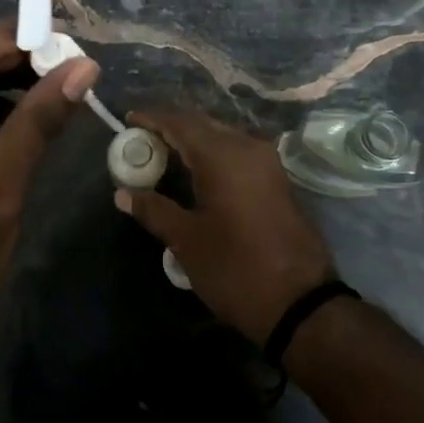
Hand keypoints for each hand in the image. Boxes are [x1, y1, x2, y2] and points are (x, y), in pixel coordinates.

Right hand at [113, 110, 335, 345]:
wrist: (301, 303)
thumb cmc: (235, 268)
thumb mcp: (186, 241)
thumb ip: (154, 210)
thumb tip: (122, 194)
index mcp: (222, 156)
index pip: (180, 123)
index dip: (153, 118)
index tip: (129, 120)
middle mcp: (248, 148)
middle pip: (203, 125)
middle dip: (172, 127)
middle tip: (143, 140)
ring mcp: (268, 164)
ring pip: (223, 137)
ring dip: (194, 141)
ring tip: (165, 155)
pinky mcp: (277, 181)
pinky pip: (238, 153)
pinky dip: (214, 155)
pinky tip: (197, 173)